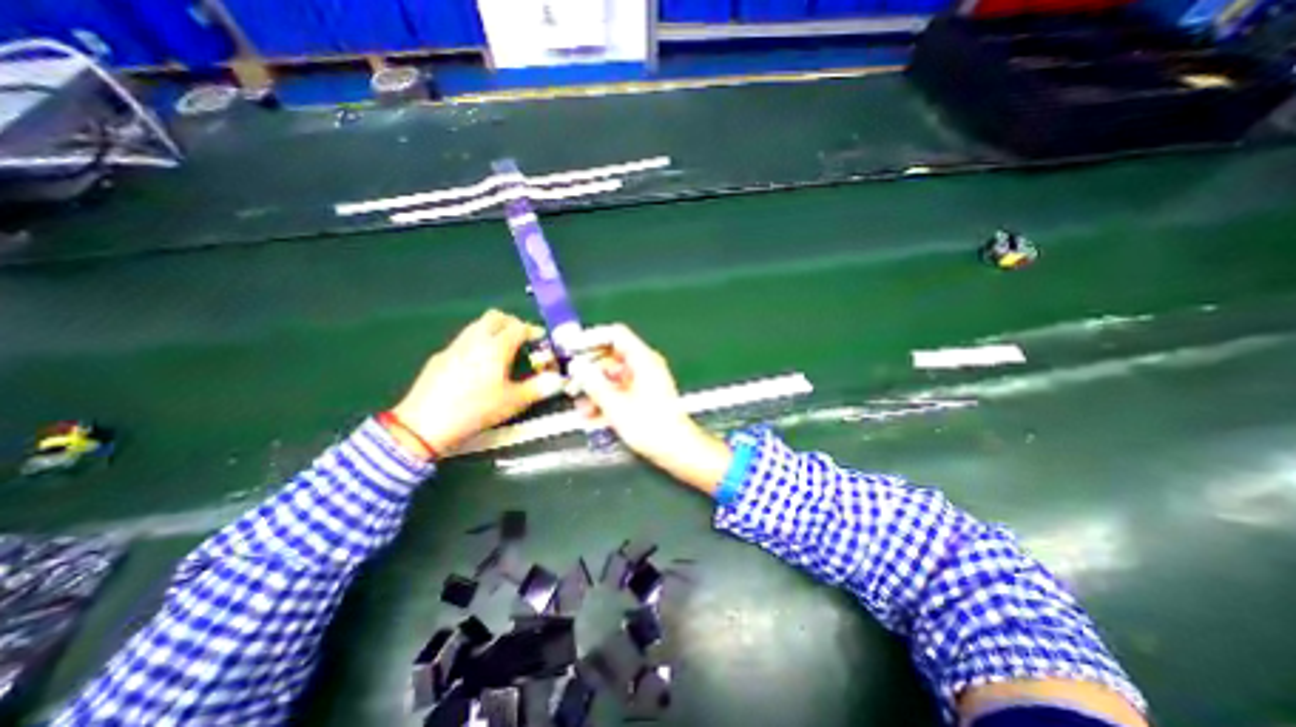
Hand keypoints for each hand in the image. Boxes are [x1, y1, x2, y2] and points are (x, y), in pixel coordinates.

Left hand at [389, 308, 560, 457]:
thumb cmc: (475, 410)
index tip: (541, 340)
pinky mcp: (439, 358)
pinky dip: (477, 343)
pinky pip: (463, 341)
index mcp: (495, 347)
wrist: (423, 425)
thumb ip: (538, 388)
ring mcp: (454, 347)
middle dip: (512, 323)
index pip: (519, 327)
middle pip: (495, 317)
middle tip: (522, 339)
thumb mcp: (513, 402)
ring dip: (493, 331)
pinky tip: (478, 366)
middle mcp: (474, 340)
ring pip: (477, 326)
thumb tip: (558, 380)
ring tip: (502, 352)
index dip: (533, 331)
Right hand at [571, 327, 731, 492]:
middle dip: (589, 371)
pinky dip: (606, 400)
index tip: (571, 349)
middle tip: (571, 384)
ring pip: (613, 376)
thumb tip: (576, 366)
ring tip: (580, 407)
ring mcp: (645, 381)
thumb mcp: (616, 405)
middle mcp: (645, 366)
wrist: (676, 450)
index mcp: (643, 360)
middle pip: (611, 357)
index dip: (591, 338)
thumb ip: (593, 383)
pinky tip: (592, 416)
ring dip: (595, 390)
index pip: (615, 335)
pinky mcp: (644, 396)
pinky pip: (620, 390)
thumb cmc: (650, 427)